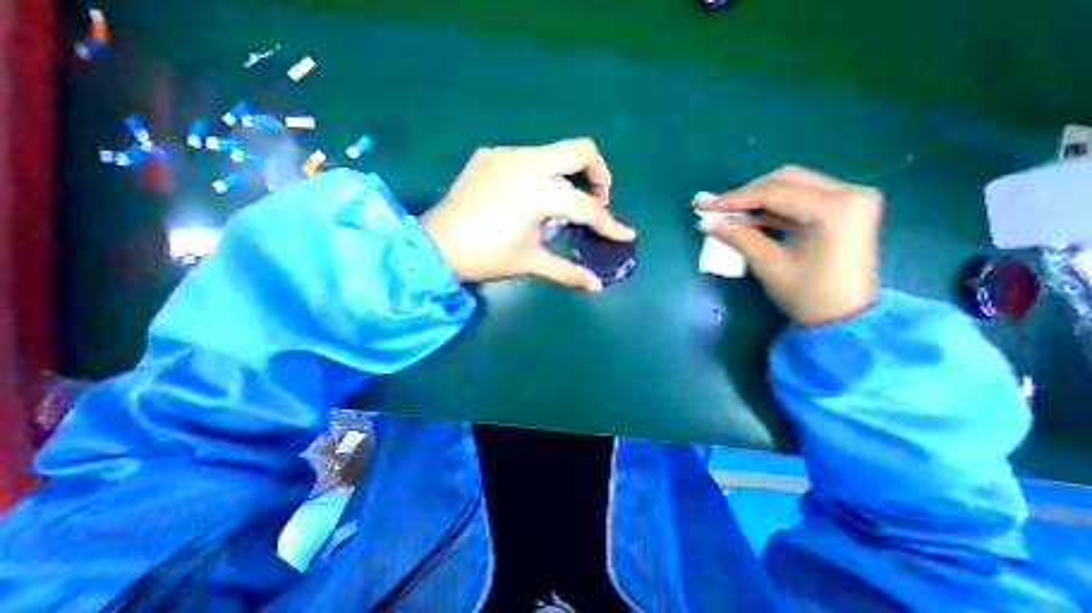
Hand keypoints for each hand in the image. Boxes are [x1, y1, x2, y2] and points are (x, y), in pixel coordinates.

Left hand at [420, 138, 641, 292]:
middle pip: (581, 150)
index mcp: (536, 193)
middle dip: (598, 176)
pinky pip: (528, 158)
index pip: (585, 206)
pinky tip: (529, 198)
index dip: (609, 223)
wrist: (435, 245)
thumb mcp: (530, 262)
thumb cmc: (484, 257)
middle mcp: (524, 163)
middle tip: (595, 202)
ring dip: (568, 176)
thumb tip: (596, 287)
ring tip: (561, 205)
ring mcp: (505, 154)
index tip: (625, 233)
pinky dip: (541, 175)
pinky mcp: (489, 155)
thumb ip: (567, 271)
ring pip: (554, 153)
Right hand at [695, 164, 880, 324]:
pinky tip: (750, 218)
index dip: (732, 199)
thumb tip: (707, 223)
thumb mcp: (768, 264)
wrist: (846, 318)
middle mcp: (849, 193)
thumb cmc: (807, 294)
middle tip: (716, 208)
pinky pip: (801, 198)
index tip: (703, 205)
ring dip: (757, 199)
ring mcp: (850, 199)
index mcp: (834, 208)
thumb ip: (738, 237)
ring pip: (792, 185)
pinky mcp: (845, 209)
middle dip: (745, 194)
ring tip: (729, 214)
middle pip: (785, 180)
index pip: (773, 193)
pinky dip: (773, 207)